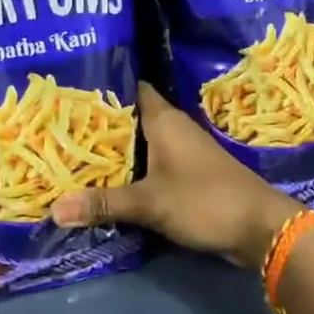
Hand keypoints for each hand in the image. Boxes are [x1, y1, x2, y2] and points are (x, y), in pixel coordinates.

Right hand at [52, 83, 301, 266]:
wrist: (259, 227)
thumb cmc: (204, 200)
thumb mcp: (149, 203)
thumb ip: (103, 203)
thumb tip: (53, 209)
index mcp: (164, 119)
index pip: (130, 88)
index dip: (103, 86)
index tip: (70, 90)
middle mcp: (173, 128)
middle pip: (130, 116)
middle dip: (101, 122)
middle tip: (60, 125)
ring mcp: (183, 150)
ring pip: (141, 141)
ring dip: (116, 147)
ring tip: (75, 150)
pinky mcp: (189, 173)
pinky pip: (152, 162)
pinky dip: (133, 167)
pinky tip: (110, 179)